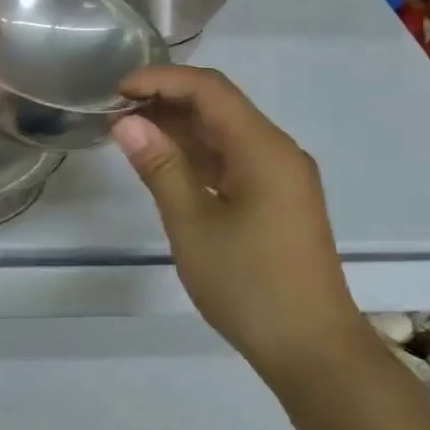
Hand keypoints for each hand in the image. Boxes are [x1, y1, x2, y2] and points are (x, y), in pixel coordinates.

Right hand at [112, 66, 366, 381]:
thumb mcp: (193, 225)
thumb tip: (126, 122)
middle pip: (219, 106)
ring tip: (130, 136)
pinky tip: (165, 164)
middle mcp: (277, 151)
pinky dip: (197, 156)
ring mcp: (280, 176)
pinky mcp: (277, 200)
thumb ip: (160, 167)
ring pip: (225, 133)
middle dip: (167, 102)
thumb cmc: (249, 285)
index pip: (210, 89)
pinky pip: (234, 160)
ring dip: (180, 129)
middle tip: (116, 114)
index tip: (117, 91)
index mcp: (263, 148)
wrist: (313, 349)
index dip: (161, 80)